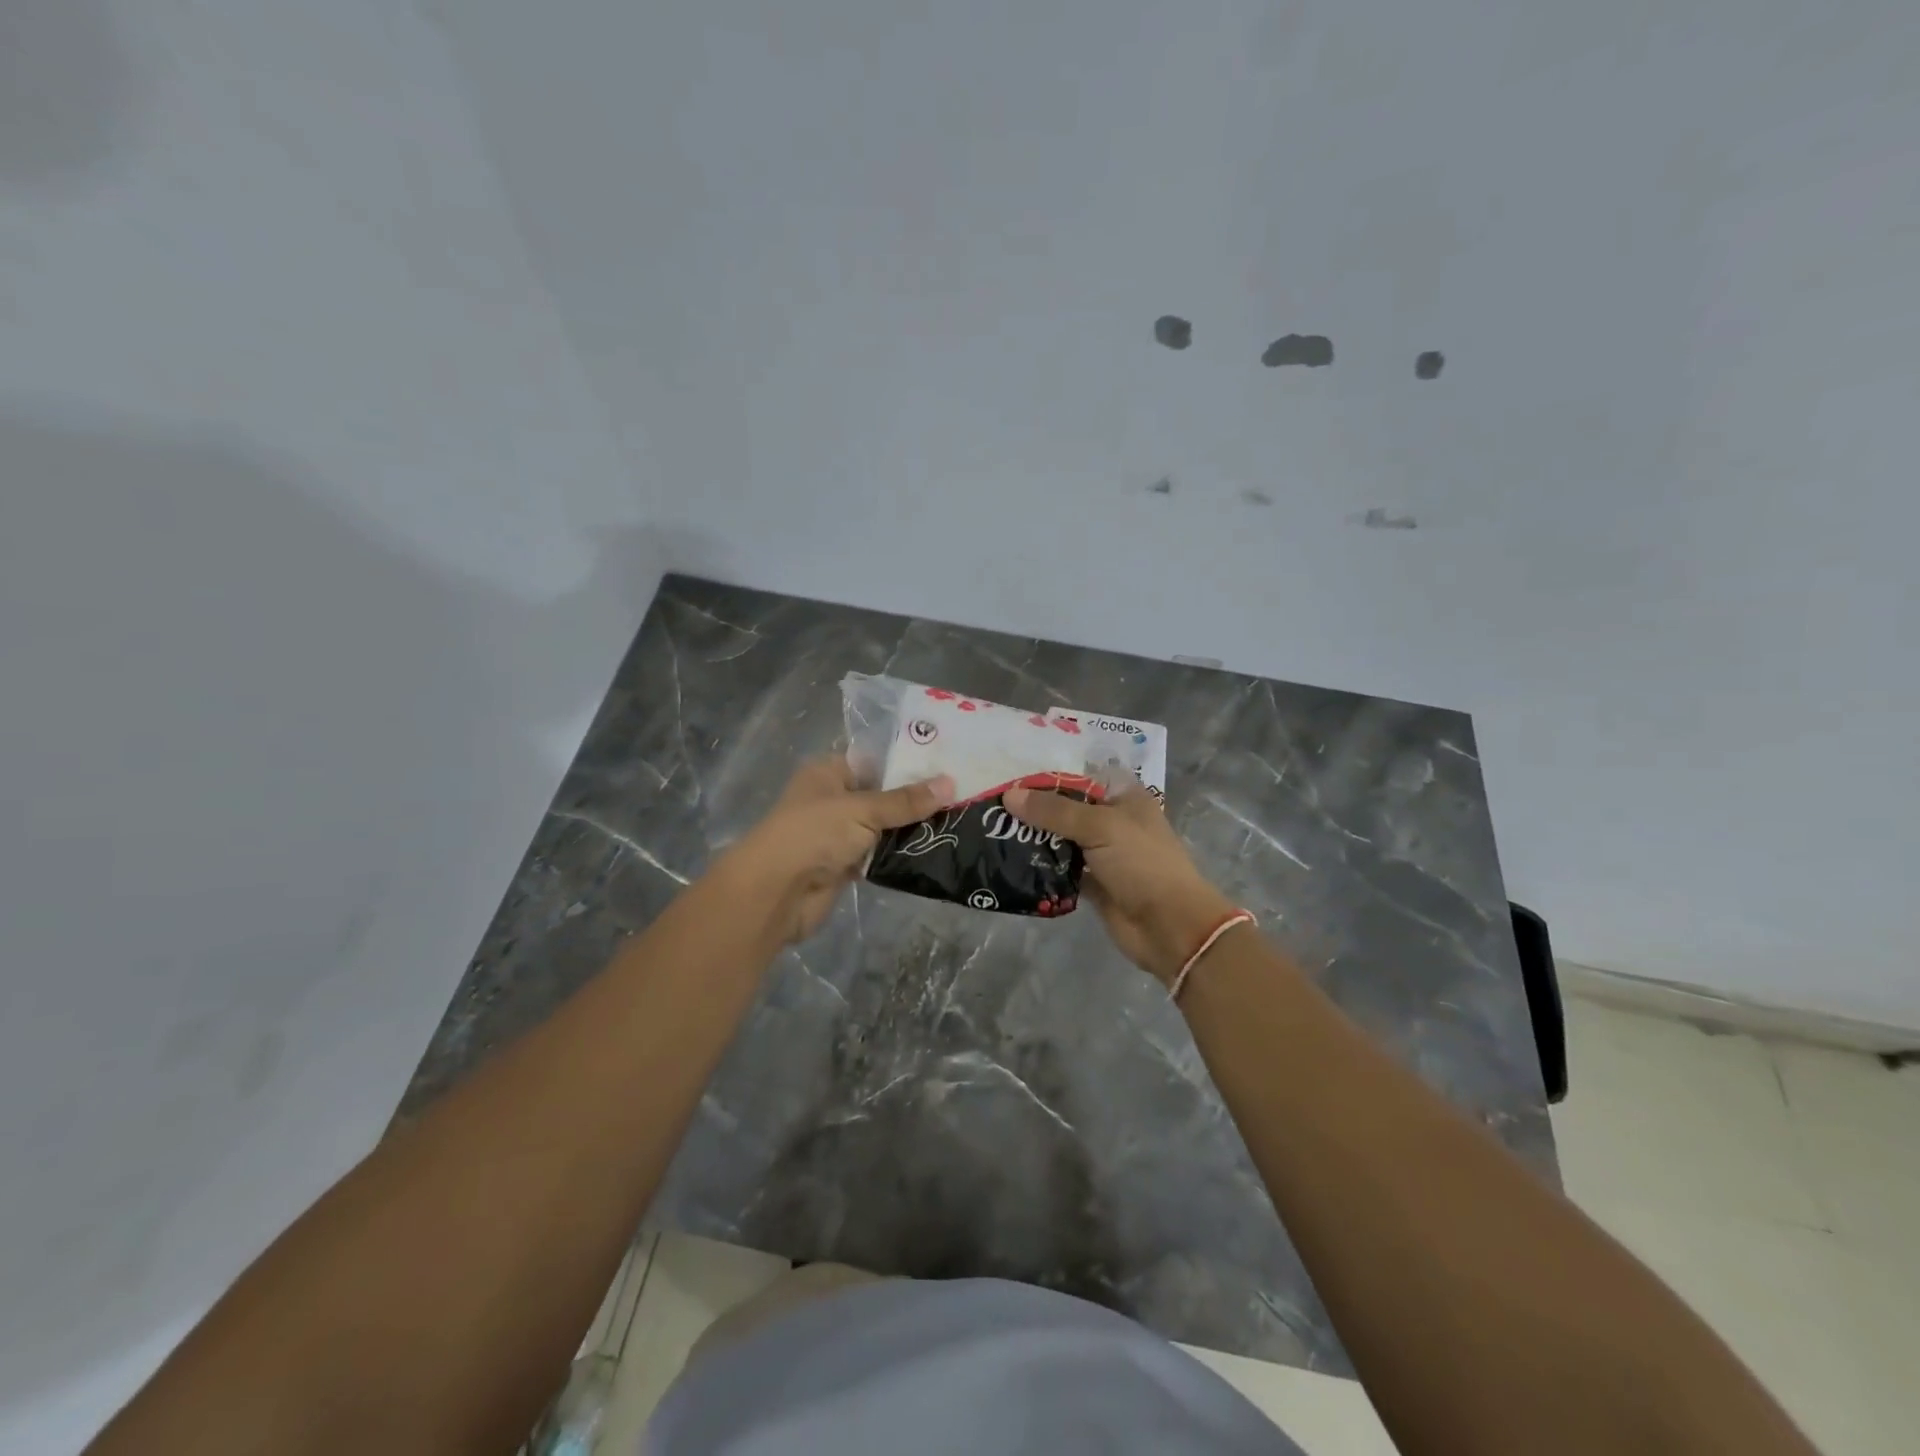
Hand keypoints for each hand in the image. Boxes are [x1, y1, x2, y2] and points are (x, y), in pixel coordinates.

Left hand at [723, 757, 953, 945]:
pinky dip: (900, 855)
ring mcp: (839, 834)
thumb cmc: (814, 834)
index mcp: (829, 772)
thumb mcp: (862, 809)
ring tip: (958, 821)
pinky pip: (879, 855)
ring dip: (911, 829)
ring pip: (884, 827)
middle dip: (916, 798)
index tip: (949, 765)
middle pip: (882, 794)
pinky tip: (935, 850)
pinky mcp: (845, 865)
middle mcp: (834, 799)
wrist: (775, 893)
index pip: (875, 760)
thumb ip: (905, 800)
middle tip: (963, 794)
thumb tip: (950, 783)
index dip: (909, 762)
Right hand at [1004, 785, 1236, 984]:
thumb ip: (1054, 811)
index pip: (1082, 775)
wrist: (1170, 927)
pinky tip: (1012, 862)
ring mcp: (1103, 854)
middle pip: (1068, 808)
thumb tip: (1010, 795)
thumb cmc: (1142, 864)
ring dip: (1035, 838)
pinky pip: (1061, 870)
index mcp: (1124, 797)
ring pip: (1062, 839)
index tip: (1011, 773)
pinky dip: (1042, 868)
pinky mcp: (1094, 884)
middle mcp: (1113, 821)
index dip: (1050, 774)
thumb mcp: (1100, 826)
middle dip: (1035, 808)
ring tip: (994, 830)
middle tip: (993, 804)